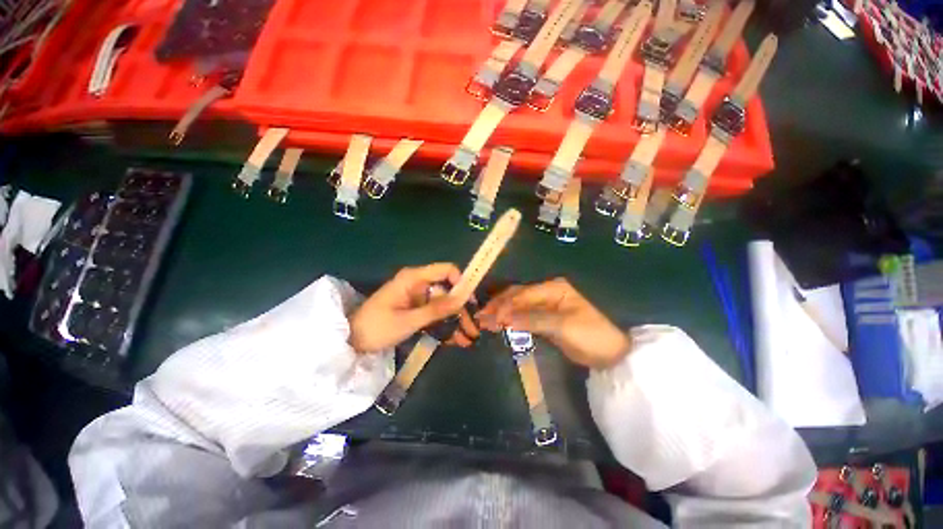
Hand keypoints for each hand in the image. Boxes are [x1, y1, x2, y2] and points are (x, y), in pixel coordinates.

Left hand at [349, 263, 479, 353]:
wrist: (351, 341)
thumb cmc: (376, 327)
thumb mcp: (408, 320)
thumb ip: (436, 309)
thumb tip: (462, 299)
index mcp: (414, 278)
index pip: (446, 270)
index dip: (461, 282)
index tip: (470, 303)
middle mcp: (418, 284)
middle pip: (448, 290)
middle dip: (461, 310)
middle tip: (473, 329)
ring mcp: (417, 297)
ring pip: (444, 304)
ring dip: (455, 320)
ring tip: (466, 339)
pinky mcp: (415, 308)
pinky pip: (435, 313)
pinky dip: (444, 324)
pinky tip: (453, 339)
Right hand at [476, 278, 629, 367]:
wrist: (613, 353)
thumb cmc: (592, 335)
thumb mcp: (563, 326)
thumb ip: (532, 319)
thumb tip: (504, 319)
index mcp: (553, 289)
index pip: (523, 294)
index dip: (505, 305)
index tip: (490, 318)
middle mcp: (547, 292)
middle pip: (517, 296)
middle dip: (499, 305)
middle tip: (480, 316)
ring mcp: (546, 305)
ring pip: (518, 305)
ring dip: (502, 312)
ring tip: (484, 320)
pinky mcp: (545, 318)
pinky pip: (524, 315)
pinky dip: (511, 320)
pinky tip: (500, 323)